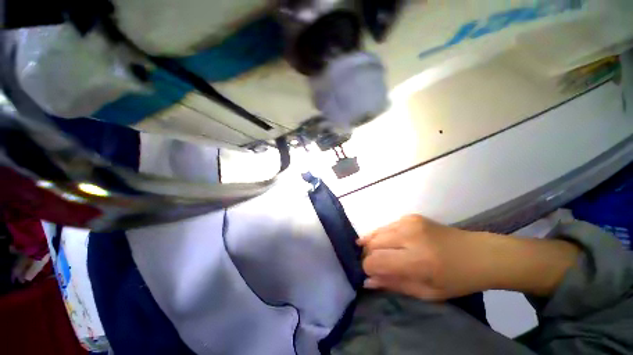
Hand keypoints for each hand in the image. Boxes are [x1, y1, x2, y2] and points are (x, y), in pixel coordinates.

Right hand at [359, 215, 492, 299]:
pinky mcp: (416, 217)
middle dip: (370, 258)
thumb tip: (368, 281)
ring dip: (375, 246)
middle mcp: (410, 235)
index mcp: (415, 259)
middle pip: (372, 244)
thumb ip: (395, 285)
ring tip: (385, 260)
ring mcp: (413, 222)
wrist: (481, 255)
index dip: (369, 272)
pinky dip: (384, 236)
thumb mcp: (426, 293)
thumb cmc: (457, 280)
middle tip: (380, 271)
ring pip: (378, 232)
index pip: (372, 261)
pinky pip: (389, 225)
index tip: (376, 279)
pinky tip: (392, 247)